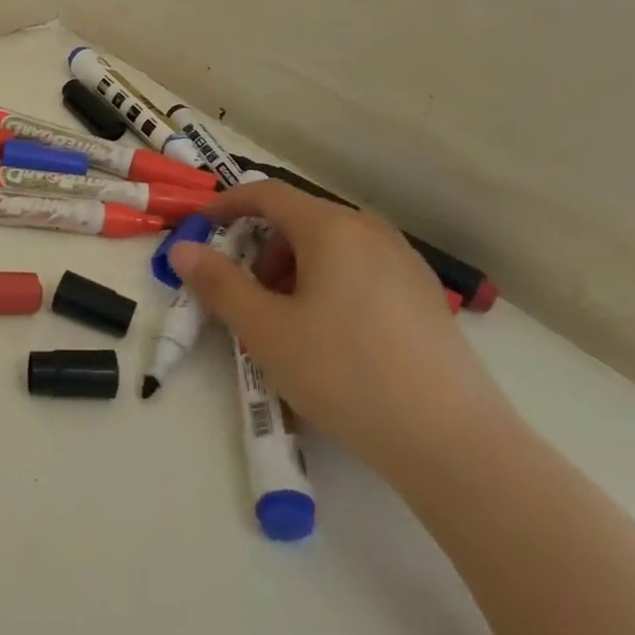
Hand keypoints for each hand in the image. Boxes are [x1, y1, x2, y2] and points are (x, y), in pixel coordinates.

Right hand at [169, 181, 505, 479]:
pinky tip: (332, 338)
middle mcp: (370, 230)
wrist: (451, 441)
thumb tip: (183, 250)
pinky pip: (360, 270)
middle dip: (260, 249)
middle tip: (244, 296)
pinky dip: (328, 285)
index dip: (226, 206)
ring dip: (293, 270)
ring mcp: (404, 261)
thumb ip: (218, 284)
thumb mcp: (266, 330)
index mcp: (331, 228)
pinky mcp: (423, 295)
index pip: (266, 194)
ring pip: (331, 247)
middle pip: (299, 220)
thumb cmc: (344, 373)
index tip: (199, 230)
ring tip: (287, 324)